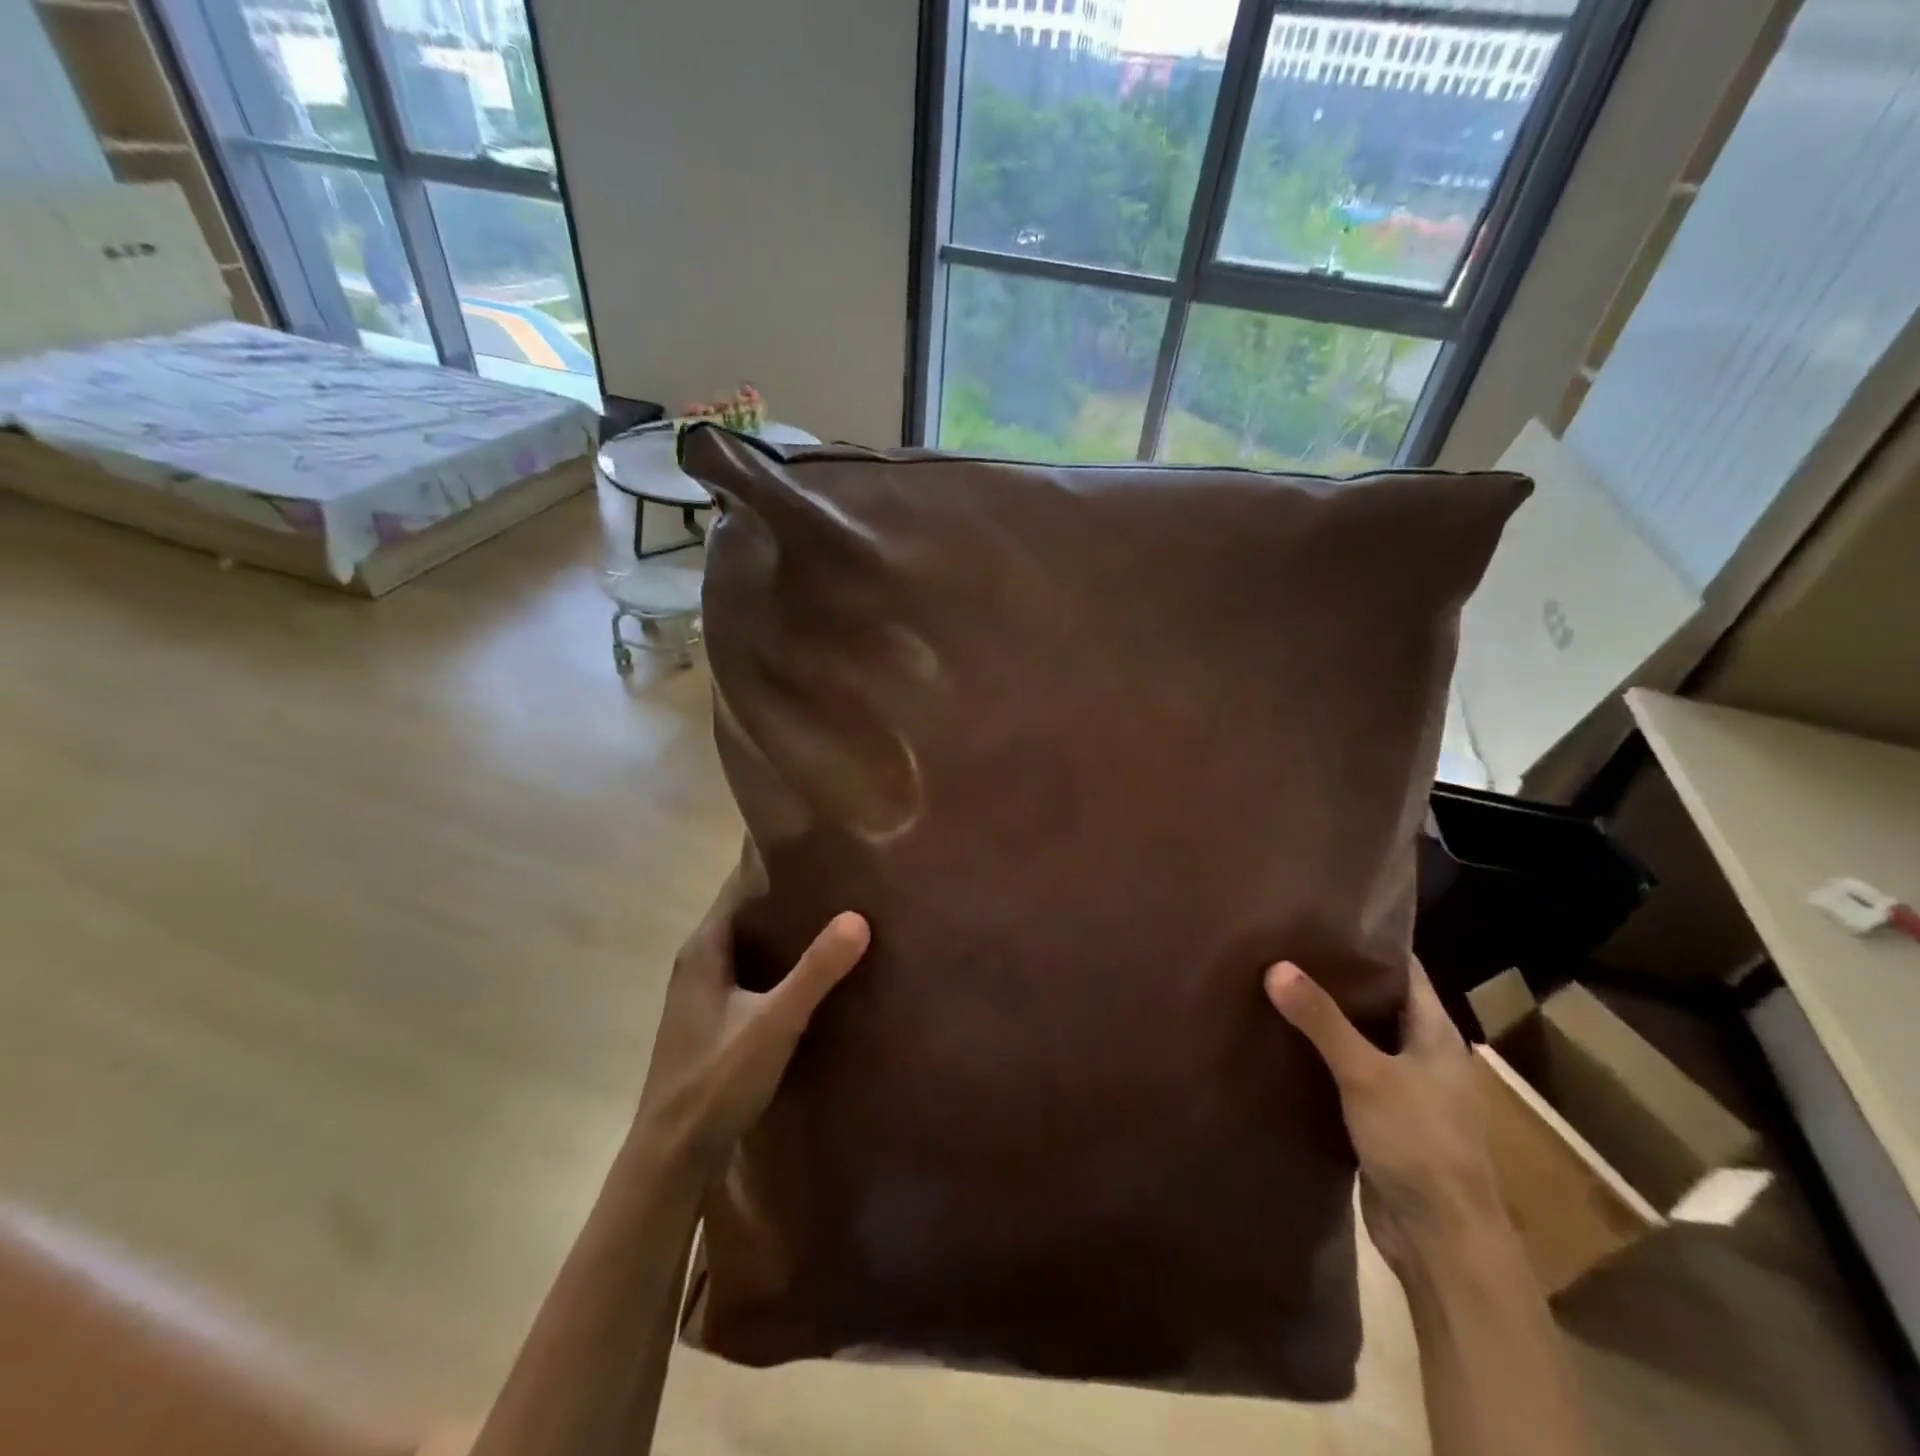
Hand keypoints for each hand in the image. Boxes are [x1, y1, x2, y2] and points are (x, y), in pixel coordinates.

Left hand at [635, 850, 869, 1169]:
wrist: (670, 1156)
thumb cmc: (715, 1081)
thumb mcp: (774, 1023)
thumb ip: (815, 971)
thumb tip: (858, 917)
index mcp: (704, 948)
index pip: (737, 885)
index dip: (771, 863)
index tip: (815, 845)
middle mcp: (698, 961)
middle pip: (745, 912)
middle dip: (786, 894)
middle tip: (837, 878)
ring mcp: (702, 993)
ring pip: (748, 944)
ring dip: (783, 930)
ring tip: (834, 915)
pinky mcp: (711, 1020)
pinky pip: (749, 972)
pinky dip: (777, 962)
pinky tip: (810, 972)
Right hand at [1265, 957, 1504, 1272]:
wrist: (1442, 1242)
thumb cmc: (1420, 1144)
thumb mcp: (1366, 1074)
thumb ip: (1321, 1020)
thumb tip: (1275, 966)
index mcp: (1437, 1034)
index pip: (1404, 970)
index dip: (1369, 942)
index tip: (1321, 918)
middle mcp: (1423, 1055)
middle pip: (1377, 1002)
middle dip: (1335, 978)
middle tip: (1283, 947)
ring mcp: (1403, 1090)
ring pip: (1359, 1040)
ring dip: (1325, 1020)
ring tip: (1273, 985)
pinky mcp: (1381, 1120)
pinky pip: (1346, 1074)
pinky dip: (1320, 1058)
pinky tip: (1281, 1043)